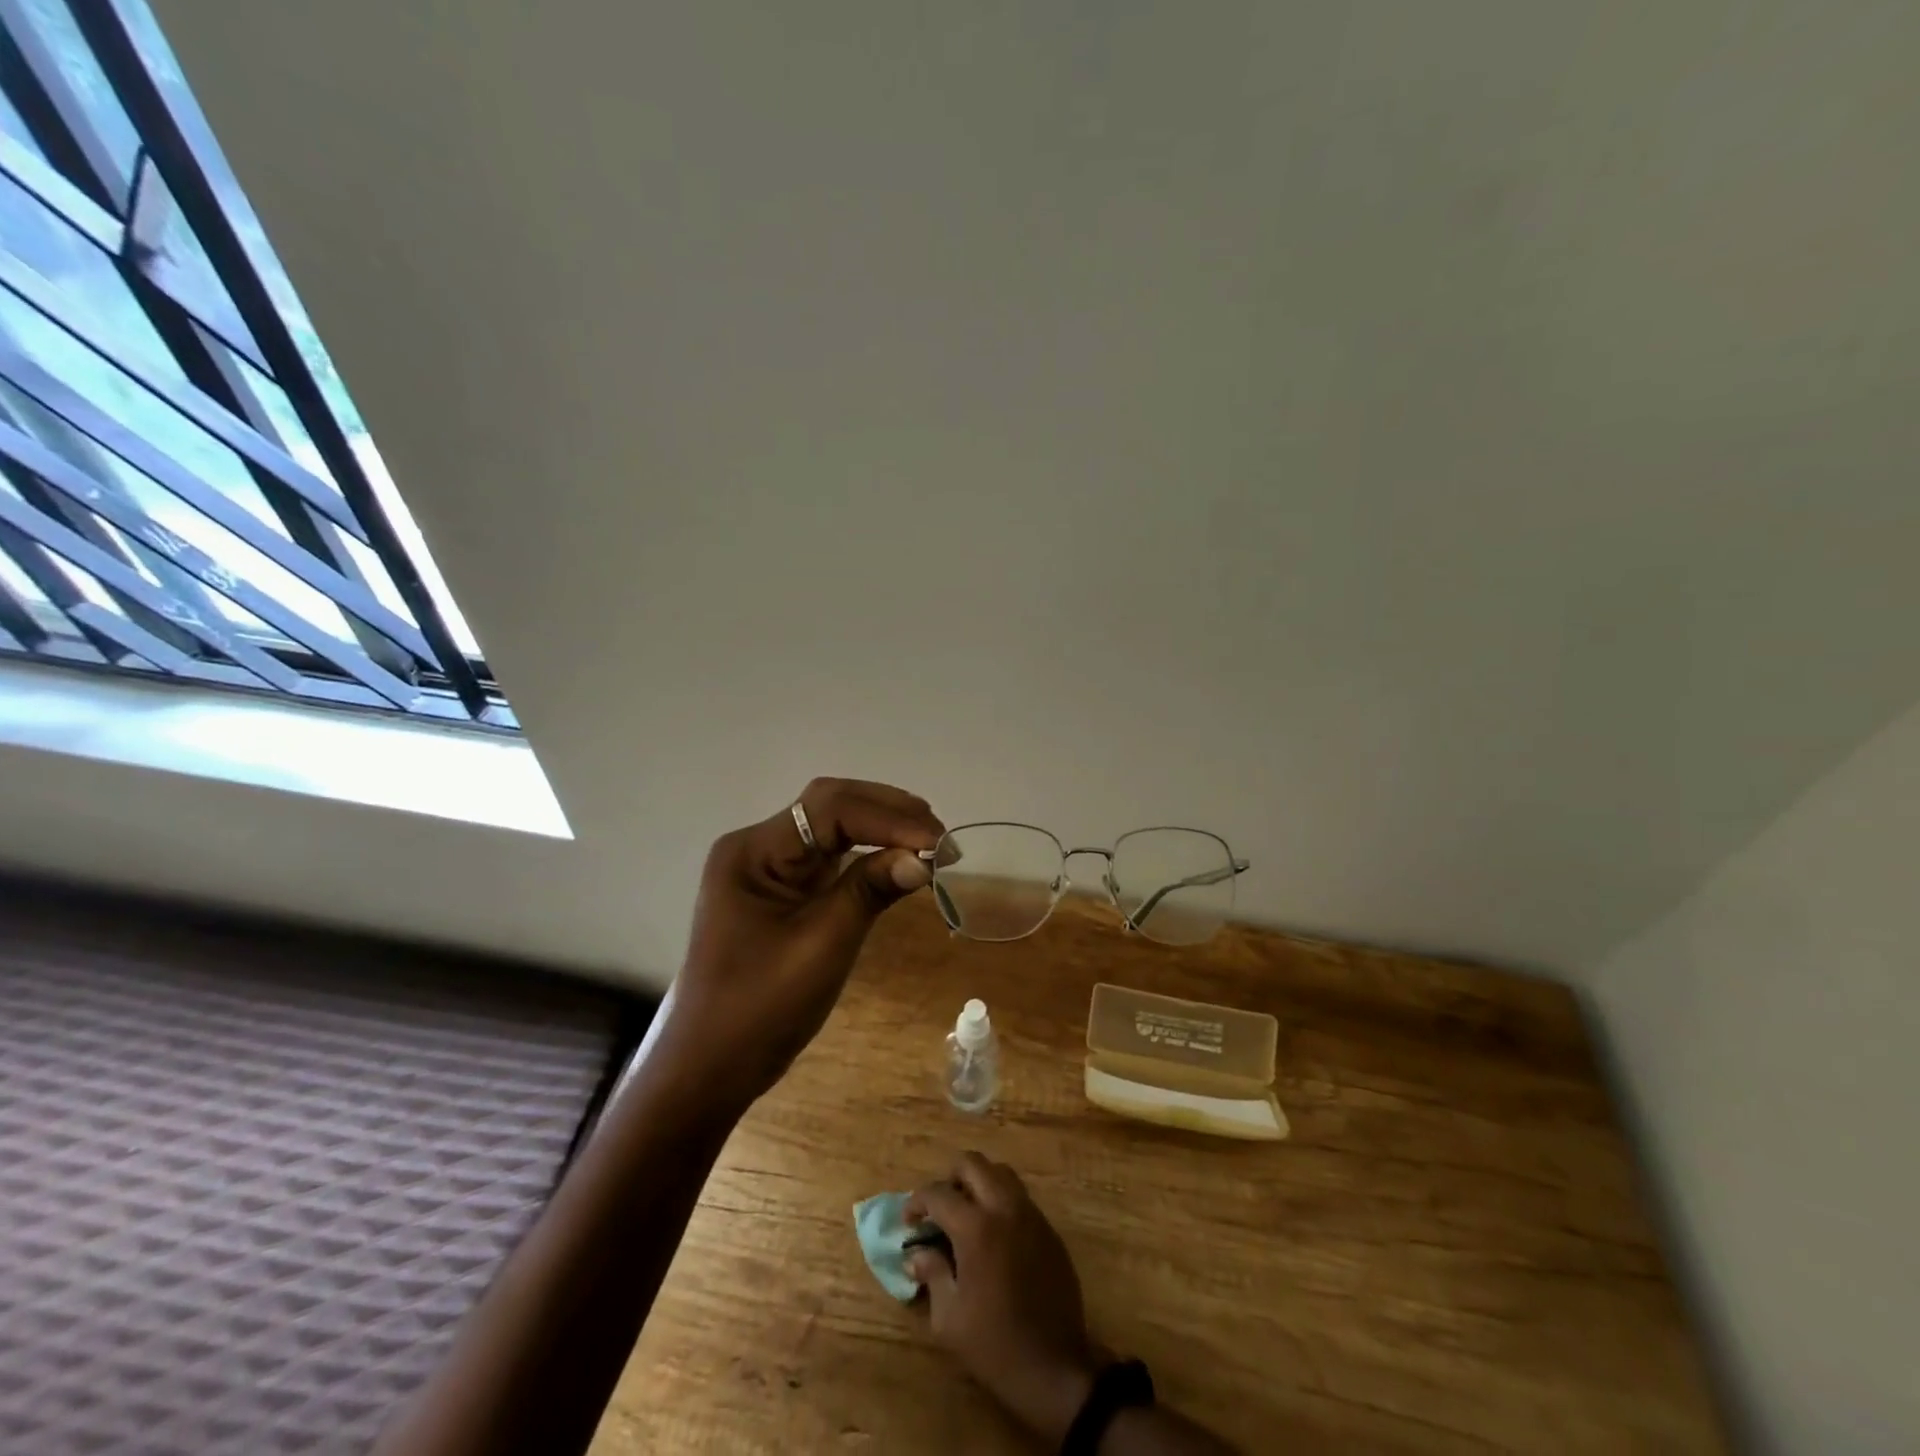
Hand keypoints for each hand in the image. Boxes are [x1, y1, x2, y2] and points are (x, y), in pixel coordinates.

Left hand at [651, 777, 943, 1109]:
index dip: (888, 819)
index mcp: (753, 851)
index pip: (829, 809)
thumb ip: (869, 892)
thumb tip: (923, 859)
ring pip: (833, 827)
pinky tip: (899, 860)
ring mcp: (770, 868)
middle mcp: (759, 846)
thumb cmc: (759, 1009)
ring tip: (929, 841)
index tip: (937, 842)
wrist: (710, 1068)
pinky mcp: (783, 891)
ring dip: (882, 828)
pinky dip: (868, 854)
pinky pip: (831, 858)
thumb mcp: (821, 946)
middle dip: (888, 813)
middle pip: (830, 806)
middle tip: (940, 835)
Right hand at [906, 1154, 1099, 1445]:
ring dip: (978, 1183)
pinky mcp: (1049, 1229)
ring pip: (1000, 1173)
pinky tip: (994, 1236)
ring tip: (966, 1214)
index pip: (938, 1194)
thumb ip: (932, 1274)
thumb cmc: (995, 1346)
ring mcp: (1031, 1215)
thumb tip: (916, 1254)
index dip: (917, 1202)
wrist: (1054, 1368)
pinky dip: (1000, 1202)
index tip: (909, 1221)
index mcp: (977, 1228)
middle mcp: (1005, 1208)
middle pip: (973, 1164)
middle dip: (949, 1178)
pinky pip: (1020, 1197)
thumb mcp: (949, 1319)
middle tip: (939, 1208)